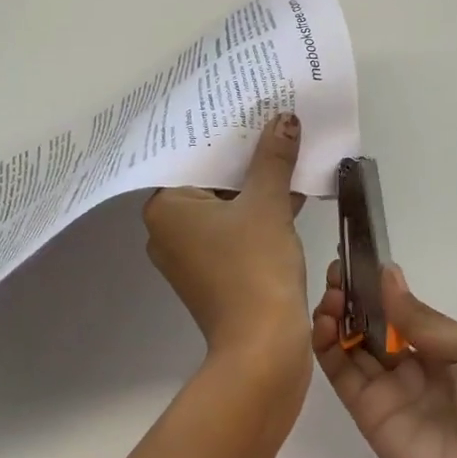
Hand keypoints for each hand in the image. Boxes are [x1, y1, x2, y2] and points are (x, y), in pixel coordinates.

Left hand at [143, 114, 310, 387]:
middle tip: (270, 122)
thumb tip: (284, 120)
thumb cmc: (255, 267)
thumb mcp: (267, 204)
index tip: (246, 108)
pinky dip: (257, 214)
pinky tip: (291, 192)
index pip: (191, 157)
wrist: (263, 348)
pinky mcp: (212, 274)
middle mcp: (168, 230)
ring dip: (256, 186)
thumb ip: (273, 159)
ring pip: (224, 207)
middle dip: (244, 158)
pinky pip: (233, 230)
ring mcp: (189, 255)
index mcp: (165, 209)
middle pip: (208, 181)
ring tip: (287, 151)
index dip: (222, 133)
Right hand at [313, 263, 456, 457]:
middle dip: (354, 297)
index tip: (357, 261)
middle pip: (373, 325)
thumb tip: (387, 276)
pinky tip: (325, 323)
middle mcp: (414, 367)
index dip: (379, 287)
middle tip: (335, 274)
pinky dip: (327, 347)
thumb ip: (425, 320)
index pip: (403, 311)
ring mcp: (388, 391)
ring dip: (337, 316)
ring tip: (330, 296)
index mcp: (446, 350)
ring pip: (352, 345)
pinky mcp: (367, 415)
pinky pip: (342, 375)